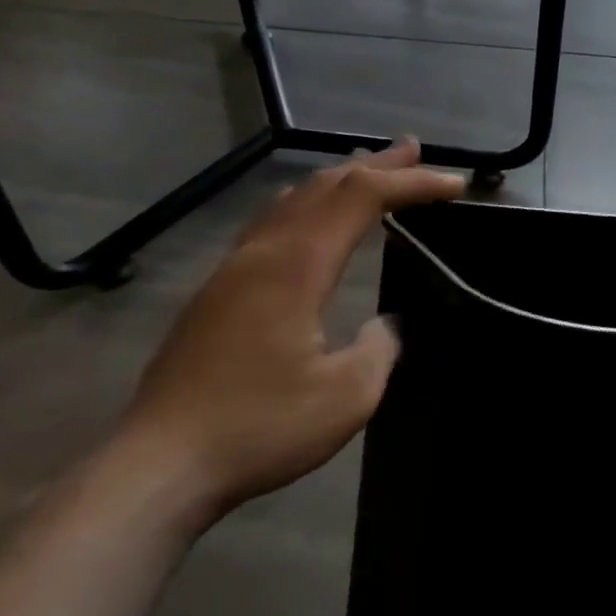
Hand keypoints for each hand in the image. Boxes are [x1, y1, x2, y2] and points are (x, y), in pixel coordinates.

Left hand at [116, 140, 463, 520]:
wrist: (161, 465)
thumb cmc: (261, 427)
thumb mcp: (347, 395)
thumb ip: (381, 347)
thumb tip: (387, 324)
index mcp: (295, 267)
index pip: (361, 198)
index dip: (411, 184)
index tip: (454, 184)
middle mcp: (260, 254)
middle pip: (323, 186)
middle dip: (375, 166)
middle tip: (414, 150)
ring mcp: (231, 271)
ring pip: (290, 202)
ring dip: (336, 181)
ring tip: (368, 170)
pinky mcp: (216, 295)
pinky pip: (270, 226)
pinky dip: (307, 207)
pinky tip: (309, 221)